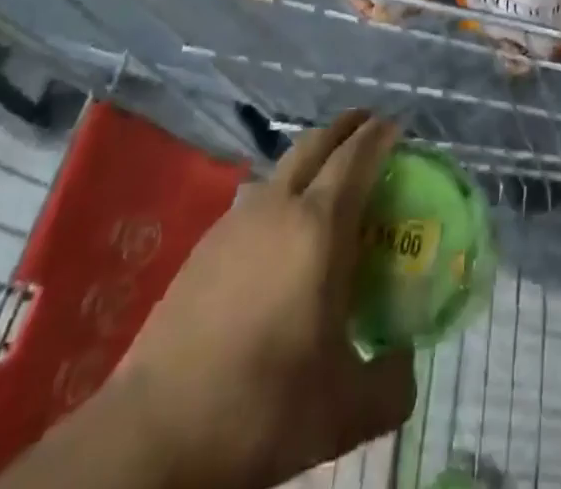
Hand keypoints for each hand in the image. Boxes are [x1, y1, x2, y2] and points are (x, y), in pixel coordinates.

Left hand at [99, 111, 416, 488]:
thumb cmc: (262, 407)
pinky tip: (280, 233)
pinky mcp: (204, 245)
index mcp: (319, 226)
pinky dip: (279, 193)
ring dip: (311, 158)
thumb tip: (406, 362)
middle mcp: (278, 206)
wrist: (153, 434)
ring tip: (327, 182)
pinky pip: (255, 198)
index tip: (397, 127)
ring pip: (281, 167)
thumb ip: (391, 385)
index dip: (379, 134)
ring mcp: (236, 221)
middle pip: (316, 142)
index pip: (356, 155)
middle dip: (345, 128)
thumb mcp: (344, 412)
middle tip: (368, 130)